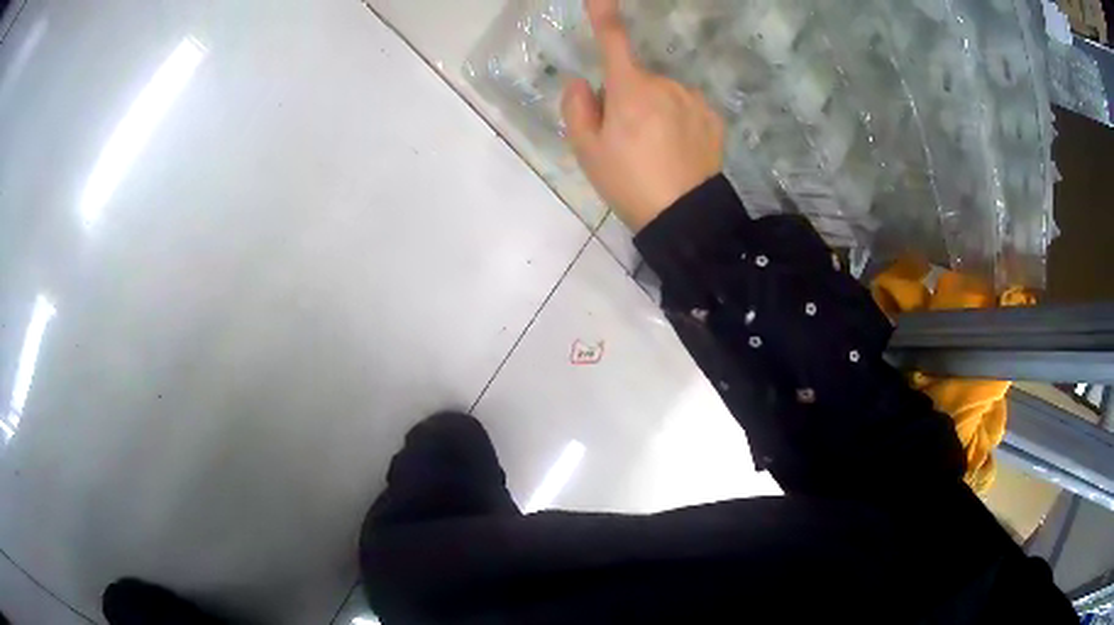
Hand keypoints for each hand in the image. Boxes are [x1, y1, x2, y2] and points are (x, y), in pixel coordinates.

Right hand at [562, 0, 725, 232]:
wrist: (685, 218)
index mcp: (630, 90)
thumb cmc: (628, 183)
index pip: (614, 41)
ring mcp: (693, 100)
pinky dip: (678, 121)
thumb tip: (581, 82)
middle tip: (624, 142)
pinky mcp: (713, 117)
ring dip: (654, 111)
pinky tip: (678, 152)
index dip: (604, 15)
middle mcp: (665, 84)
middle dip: (627, 98)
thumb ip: (577, 108)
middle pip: (636, 80)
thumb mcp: (587, 152)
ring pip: (662, 94)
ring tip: (654, 152)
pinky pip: (685, 108)